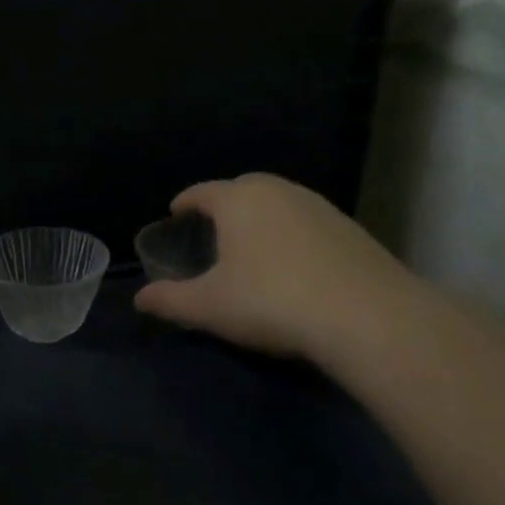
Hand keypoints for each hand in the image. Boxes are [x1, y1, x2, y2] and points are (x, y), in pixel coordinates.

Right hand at [133, 173, 414, 361]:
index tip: (174, 213)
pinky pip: (306, 222)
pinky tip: (291, 263)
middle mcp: (279, 192)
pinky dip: (291, 234)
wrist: (365, 316)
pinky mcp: (351, 229)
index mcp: (239, 200)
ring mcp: (320, 207)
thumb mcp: (208, 306)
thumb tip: (140, 299)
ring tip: (250, 246)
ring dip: (260, 218)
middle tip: (211, 230)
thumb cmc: (270, 301)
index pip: (202, 192)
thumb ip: (169, 300)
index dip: (185, 202)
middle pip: (243, 189)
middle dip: (223, 204)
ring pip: (279, 203)